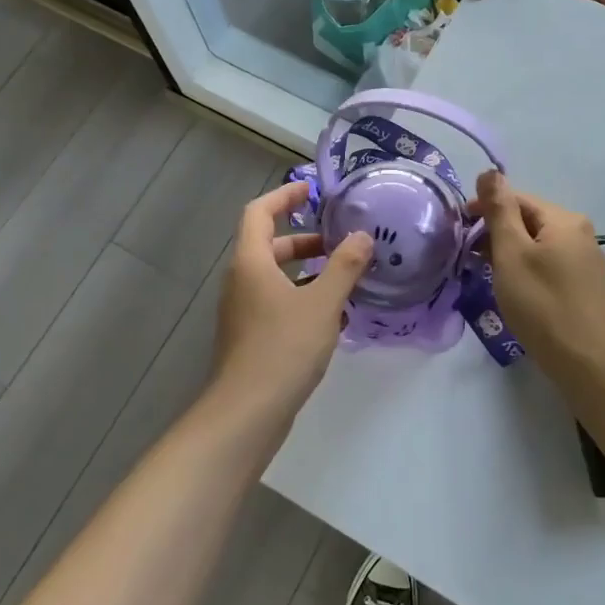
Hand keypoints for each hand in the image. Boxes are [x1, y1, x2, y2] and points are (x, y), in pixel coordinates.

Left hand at [211, 180, 372, 419]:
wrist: (247, 413)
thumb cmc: (283, 348)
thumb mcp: (323, 303)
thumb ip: (344, 267)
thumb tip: (363, 237)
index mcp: (251, 262)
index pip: (260, 211)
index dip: (284, 196)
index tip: (312, 190)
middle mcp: (241, 280)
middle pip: (269, 244)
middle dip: (305, 238)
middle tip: (340, 240)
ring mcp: (243, 310)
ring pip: (274, 276)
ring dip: (307, 270)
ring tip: (344, 276)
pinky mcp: (250, 336)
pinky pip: (276, 301)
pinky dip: (301, 296)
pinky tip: (332, 315)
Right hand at [474, 172, 604, 378]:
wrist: (590, 364)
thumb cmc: (543, 304)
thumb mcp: (511, 254)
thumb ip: (499, 210)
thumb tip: (489, 171)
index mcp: (564, 220)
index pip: (517, 198)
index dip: (484, 208)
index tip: (458, 227)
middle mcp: (582, 234)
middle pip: (530, 221)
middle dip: (496, 233)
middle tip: (468, 255)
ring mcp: (588, 262)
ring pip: (540, 246)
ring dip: (511, 253)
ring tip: (486, 274)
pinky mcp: (588, 289)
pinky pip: (551, 266)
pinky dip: (528, 270)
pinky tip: (516, 291)